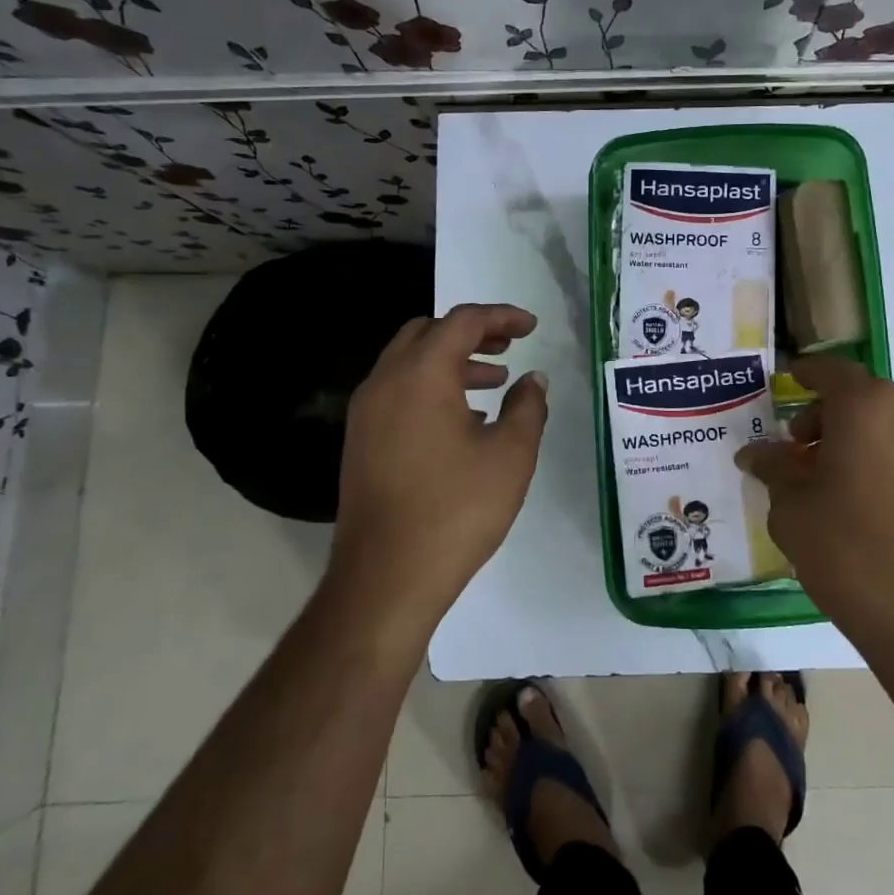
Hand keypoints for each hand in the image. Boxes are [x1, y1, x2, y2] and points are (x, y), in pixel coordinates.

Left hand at [330, 303, 548, 630]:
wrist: (386, 577)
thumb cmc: (457, 509)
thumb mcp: (511, 455)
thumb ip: (527, 406)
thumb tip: (533, 379)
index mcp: (421, 375)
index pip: (462, 322)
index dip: (501, 317)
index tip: (532, 327)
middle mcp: (385, 382)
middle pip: (427, 332)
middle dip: (471, 333)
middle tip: (508, 347)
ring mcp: (366, 412)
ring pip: (409, 362)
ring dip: (451, 360)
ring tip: (493, 381)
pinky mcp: (361, 440)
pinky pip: (397, 391)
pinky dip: (431, 386)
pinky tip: (462, 419)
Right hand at [737, 357, 893, 654]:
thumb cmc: (856, 559)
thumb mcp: (795, 514)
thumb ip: (775, 471)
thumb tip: (755, 454)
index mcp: (871, 406)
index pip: (831, 372)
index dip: (806, 376)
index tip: (790, 383)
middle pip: (869, 400)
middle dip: (834, 420)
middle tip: (808, 456)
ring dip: (872, 444)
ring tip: (850, 489)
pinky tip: (893, 513)